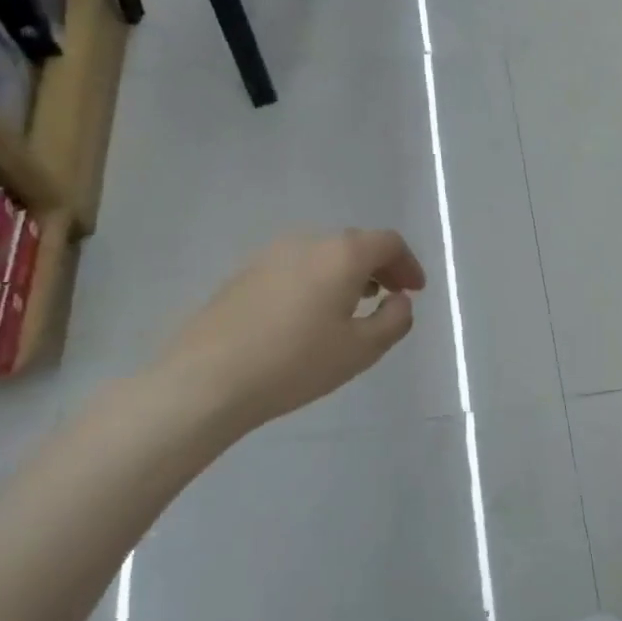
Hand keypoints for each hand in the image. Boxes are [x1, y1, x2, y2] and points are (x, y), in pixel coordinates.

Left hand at [146, 228, 426, 443]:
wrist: (207, 379)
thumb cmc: (296, 362)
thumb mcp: (362, 349)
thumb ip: (395, 320)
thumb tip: (399, 300)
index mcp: (342, 253)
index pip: (388, 242)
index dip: (408, 264)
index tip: (414, 291)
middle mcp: (307, 241)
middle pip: (355, 244)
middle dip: (379, 268)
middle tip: (389, 298)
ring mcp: (270, 254)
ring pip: (322, 255)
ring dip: (346, 274)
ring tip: (351, 308)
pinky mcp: (243, 274)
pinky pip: (295, 268)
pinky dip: (316, 281)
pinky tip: (309, 316)